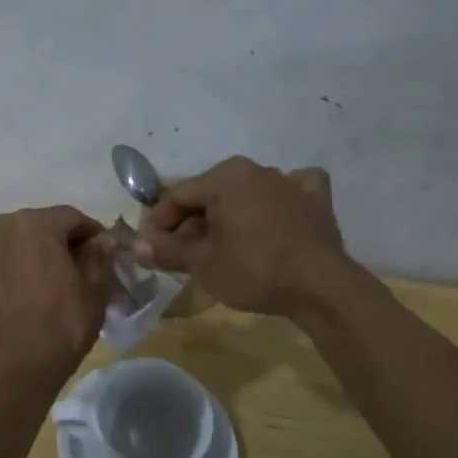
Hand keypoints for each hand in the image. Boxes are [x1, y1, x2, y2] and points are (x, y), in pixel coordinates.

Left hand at [0, 205, 116, 384]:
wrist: (20, 364)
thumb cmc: (63, 322)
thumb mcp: (95, 286)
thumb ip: (100, 253)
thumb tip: (102, 239)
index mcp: (34, 223)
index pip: (73, 218)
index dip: (94, 233)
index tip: (108, 252)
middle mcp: (3, 225)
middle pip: (45, 225)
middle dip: (66, 240)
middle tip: (87, 265)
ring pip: (23, 238)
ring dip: (43, 250)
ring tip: (61, 276)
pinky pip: (6, 254)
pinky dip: (22, 262)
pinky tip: (37, 284)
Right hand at [135, 157, 347, 316]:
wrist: (320, 287)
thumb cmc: (253, 268)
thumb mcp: (202, 263)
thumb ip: (167, 250)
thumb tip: (137, 247)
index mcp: (225, 176)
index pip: (178, 196)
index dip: (158, 223)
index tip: (150, 249)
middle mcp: (256, 169)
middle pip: (211, 196)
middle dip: (191, 224)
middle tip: (180, 255)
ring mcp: (290, 182)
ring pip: (246, 195)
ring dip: (228, 217)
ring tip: (219, 248)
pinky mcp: (316, 202)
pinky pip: (289, 194)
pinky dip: (278, 203)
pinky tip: (275, 217)